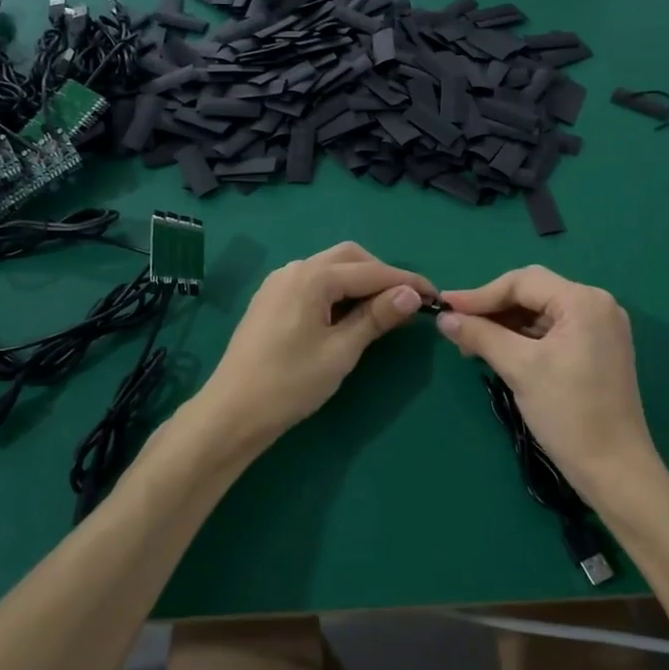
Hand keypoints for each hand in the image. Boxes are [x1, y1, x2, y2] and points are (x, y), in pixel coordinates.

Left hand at [198, 242, 431, 446]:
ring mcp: (279, 283)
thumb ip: (376, 317)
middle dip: (382, 274)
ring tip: (381, 310)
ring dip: (359, 281)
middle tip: (406, 303)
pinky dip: (337, 290)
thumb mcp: (341, 351)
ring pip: (330, 267)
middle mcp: (294, 269)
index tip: (435, 296)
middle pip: (349, 257)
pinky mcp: (271, 299)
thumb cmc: (290, 383)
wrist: (232, 412)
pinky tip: (346, 315)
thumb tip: (412, 294)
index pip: (371, 271)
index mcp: (312, 277)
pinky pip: (313, 282)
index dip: (407, 281)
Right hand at [435, 265, 665, 510]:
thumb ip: (481, 336)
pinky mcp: (598, 350)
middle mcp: (597, 305)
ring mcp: (601, 328)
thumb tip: (445, 318)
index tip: (445, 307)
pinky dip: (524, 338)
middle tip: (457, 326)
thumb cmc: (568, 413)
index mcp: (584, 301)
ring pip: (541, 313)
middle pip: (533, 293)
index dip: (480, 294)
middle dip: (493, 308)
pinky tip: (499, 350)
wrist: (615, 470)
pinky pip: (553, 331)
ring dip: (506, 324)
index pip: (523, 282)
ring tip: (471, 343)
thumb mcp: (520, 369)